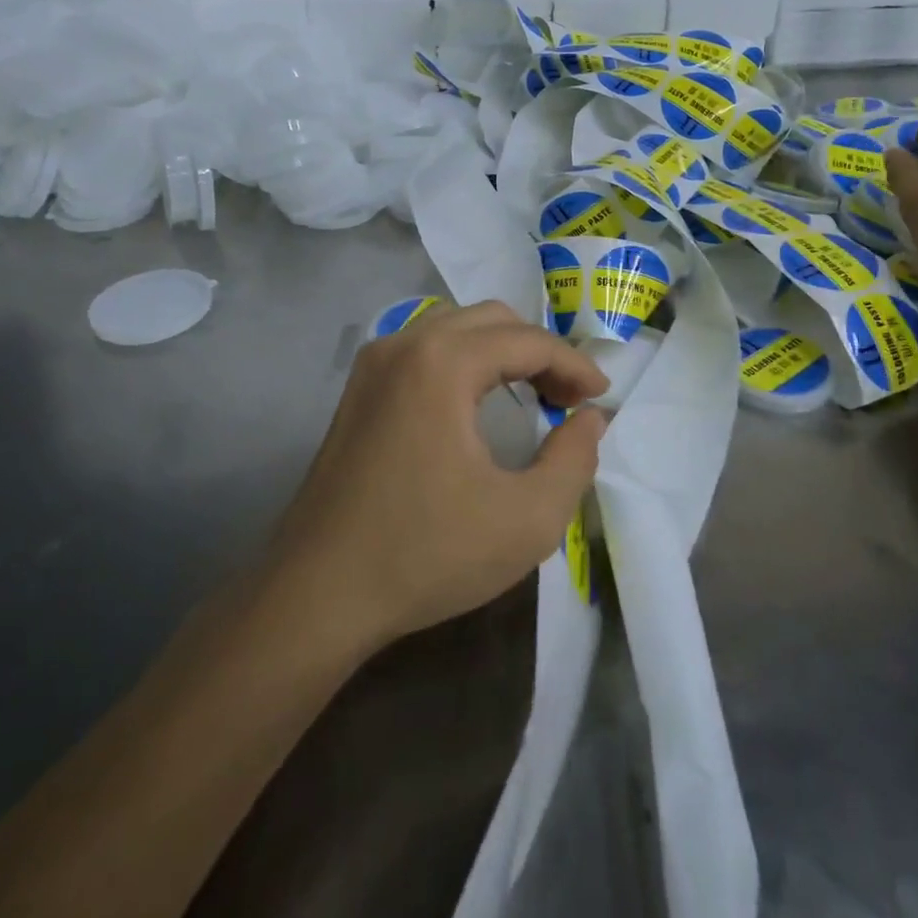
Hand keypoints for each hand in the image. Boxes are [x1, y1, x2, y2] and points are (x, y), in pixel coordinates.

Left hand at [272, 302, 609, 649]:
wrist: (316, 597)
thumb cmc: (426, 554)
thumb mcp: (527, 519)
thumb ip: (575, 459)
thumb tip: (589, 418)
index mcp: (442, 363)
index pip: (528, 341)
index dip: (574, 365)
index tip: (601, 398)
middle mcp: (404, 344)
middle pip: (493, 320)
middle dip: (540, 351)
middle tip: (568, 398)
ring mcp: (373, 364)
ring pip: (457, 328)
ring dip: (503, 351)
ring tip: (533, 394)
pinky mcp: (358, 390)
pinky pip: (426, 349)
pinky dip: (466, 361)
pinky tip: (479, 401)